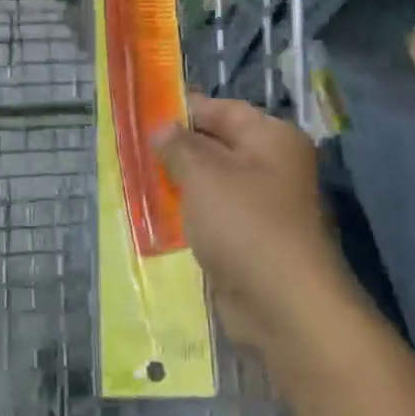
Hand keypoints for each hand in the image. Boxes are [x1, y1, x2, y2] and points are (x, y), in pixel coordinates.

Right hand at [157, 94, 357, 368]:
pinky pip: (213, 217)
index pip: (221, 109)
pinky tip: (156, 217)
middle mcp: (273, 166)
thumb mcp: (203, 174)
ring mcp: (264, 206)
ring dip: (178, 184)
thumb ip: (178, 146)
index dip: (182, 109)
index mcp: (272, 137)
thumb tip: (162, 127)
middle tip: (130, 149)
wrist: (284, 306)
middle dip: (175, 149)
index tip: (142, 113)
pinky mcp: (251, 240)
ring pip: (212, 184)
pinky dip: (189, 215)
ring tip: (135, 180)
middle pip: (216, 146)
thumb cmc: (245, 224)